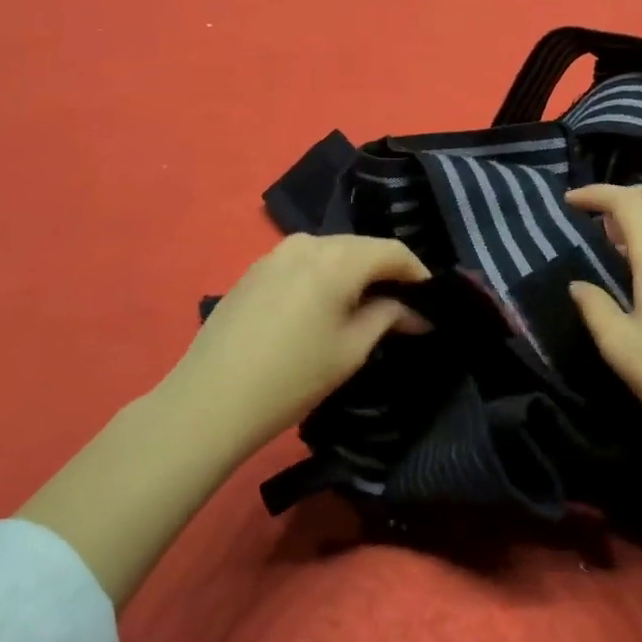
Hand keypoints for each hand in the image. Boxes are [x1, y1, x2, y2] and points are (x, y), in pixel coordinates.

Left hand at [163, 233, 431, 453]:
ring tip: (364, 308)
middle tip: (403, 306)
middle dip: (385, 273)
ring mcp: (275, 253)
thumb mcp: (351, 350)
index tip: (432, 299)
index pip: (392, 251)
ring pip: (330, 254)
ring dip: (353, 274)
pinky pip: (303, 263)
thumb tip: (416, 312)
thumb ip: (388, 317)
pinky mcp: (254, 270)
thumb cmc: (292, 376)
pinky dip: (323, 278)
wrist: (210, 399)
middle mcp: (306, 242)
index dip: (417, 272)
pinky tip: (323, 307)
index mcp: (336, 257)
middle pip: (360, 247)